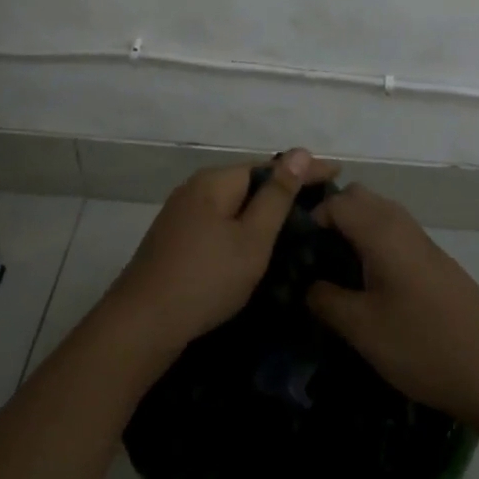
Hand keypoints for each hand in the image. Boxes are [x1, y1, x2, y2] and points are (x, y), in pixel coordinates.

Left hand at [110, 149, 339, 352]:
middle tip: (321, 202)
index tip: (337, 173)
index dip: (303, 170)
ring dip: (262, 211)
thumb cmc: (205, 279)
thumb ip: (277, 197)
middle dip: (283, 190)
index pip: (268, 166)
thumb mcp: (252, 239)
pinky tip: (256, 244)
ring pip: (232, 205)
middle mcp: (195, 190)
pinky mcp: (175, 241)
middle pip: (248, 182)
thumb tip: (299, 152)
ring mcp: (181, 215)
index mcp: (214, 182)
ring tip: (296, 224)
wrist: (141, 326)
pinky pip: (219, 223)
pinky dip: (242, 228)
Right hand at [305, 186, 478, 428]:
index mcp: (382, 232)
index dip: (309, 219)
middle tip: (313, 256)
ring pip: (380, 215)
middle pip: (360, 198)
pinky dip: (375, 244)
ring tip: (336, 271)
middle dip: (332, 217)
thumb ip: (326, 300)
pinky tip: (370, 286)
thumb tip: (307, 284)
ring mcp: (424, 243)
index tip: (292, 251)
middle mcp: (403, 226)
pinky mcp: (437, 263)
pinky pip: (396, 235)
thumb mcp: (362, 328)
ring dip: (355, 230)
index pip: (336, 202)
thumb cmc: (422, 344)